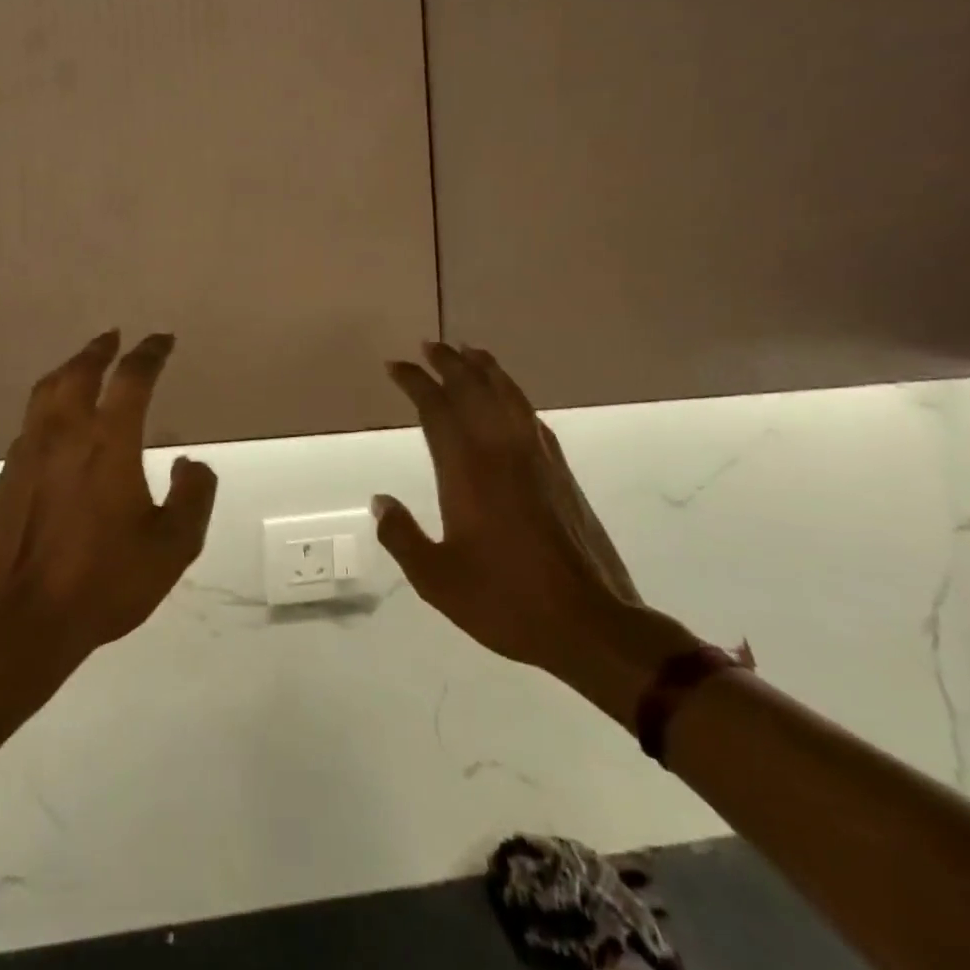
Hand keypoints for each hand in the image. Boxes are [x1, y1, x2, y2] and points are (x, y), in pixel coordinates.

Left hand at [0, 331, 218, 663]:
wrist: (22, 620)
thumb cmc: (104, 581)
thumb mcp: (172, 547)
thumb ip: (192, 497)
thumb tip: (190, 463)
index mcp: (108, 441)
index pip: (131, 378)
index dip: (150, 353)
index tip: (162, 340)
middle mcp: (65, 433)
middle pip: (79, 371)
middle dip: (100, 349)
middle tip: (114, 337)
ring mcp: (29, 451)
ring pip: (46, 390)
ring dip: (69, 368)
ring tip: (82, 364)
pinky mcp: (8, 475)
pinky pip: (31, 421)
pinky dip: (48, 404)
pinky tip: (55, 420)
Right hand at [373, 343, 647, 681]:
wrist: (590, 623)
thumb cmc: (506, 600)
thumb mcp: (436, 579)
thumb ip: (402, 536)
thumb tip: (380, 501)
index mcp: (467, 471)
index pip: (436, 408)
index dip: (415, 382)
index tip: (396, 366)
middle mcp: (502, 451)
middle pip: (474, 389)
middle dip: (449, 363)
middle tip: (429, 345)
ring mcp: (537, 458)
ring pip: (508, 395)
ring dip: (485, 369)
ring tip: (470, 351)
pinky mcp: (561, 473)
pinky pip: (531, 416)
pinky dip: (514, 395)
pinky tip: (510, 397)